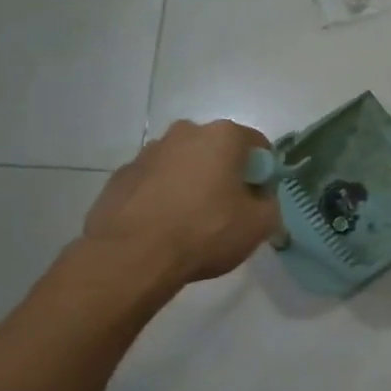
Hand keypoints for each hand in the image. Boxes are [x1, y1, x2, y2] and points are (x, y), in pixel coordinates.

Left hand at [83, 119, 281, 290]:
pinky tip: (162, 226)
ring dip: (192, 183)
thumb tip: (260, 199)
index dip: (264, 173)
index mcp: (223, 136)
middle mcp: (184, 133)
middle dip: (225, 174)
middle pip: (217, 150)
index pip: (258, 145)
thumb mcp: (259, 224)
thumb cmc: (205, 232)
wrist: (131, 257)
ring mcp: (147, 153)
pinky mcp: (120, 176)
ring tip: (191, 221)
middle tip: (228, 209)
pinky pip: (154, 182)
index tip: (260, 198)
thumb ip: (269, 204)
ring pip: (183, 164)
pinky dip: (162, 197)